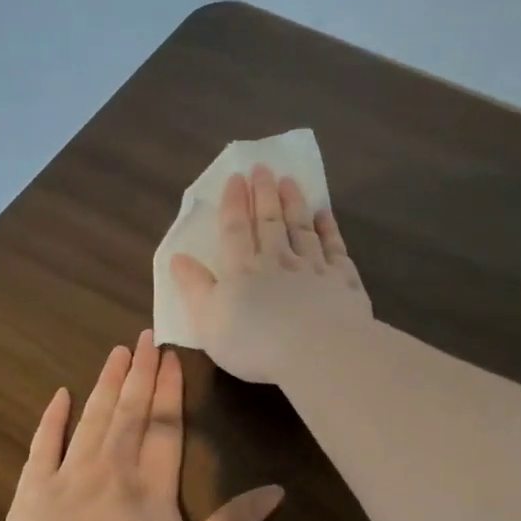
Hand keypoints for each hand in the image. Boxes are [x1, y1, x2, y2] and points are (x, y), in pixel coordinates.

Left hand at [0, 330, 283, 520]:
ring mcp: (69, 474)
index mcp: (151, 485)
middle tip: (145, 337)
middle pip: (129, 412)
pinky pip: (44, 444)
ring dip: (106, 384)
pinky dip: (52, 418)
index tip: (172, 356)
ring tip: (117, 353)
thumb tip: (277, 491)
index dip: (170, 391)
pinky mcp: (33, 488)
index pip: (165, 427)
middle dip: (140, 374)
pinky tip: (60, 395)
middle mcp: (112, 467)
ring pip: (92, 418)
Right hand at [170, 165, 372, 385]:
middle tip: (263, 168)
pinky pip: (335, 248)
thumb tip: (178, 257)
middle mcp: (278, 261)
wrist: (317, 351)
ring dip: (294, 204)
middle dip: (264, 194)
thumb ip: (194, 287)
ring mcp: (314, 268)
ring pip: (302, 229)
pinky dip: (329, 230)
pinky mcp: (343, 281)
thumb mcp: (208, 320)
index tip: (236, 177)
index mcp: (242, 270)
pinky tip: (325, 216)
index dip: (234, 203)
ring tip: (290, 181)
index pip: (235, 230)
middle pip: (269, 222)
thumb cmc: (254, 342)